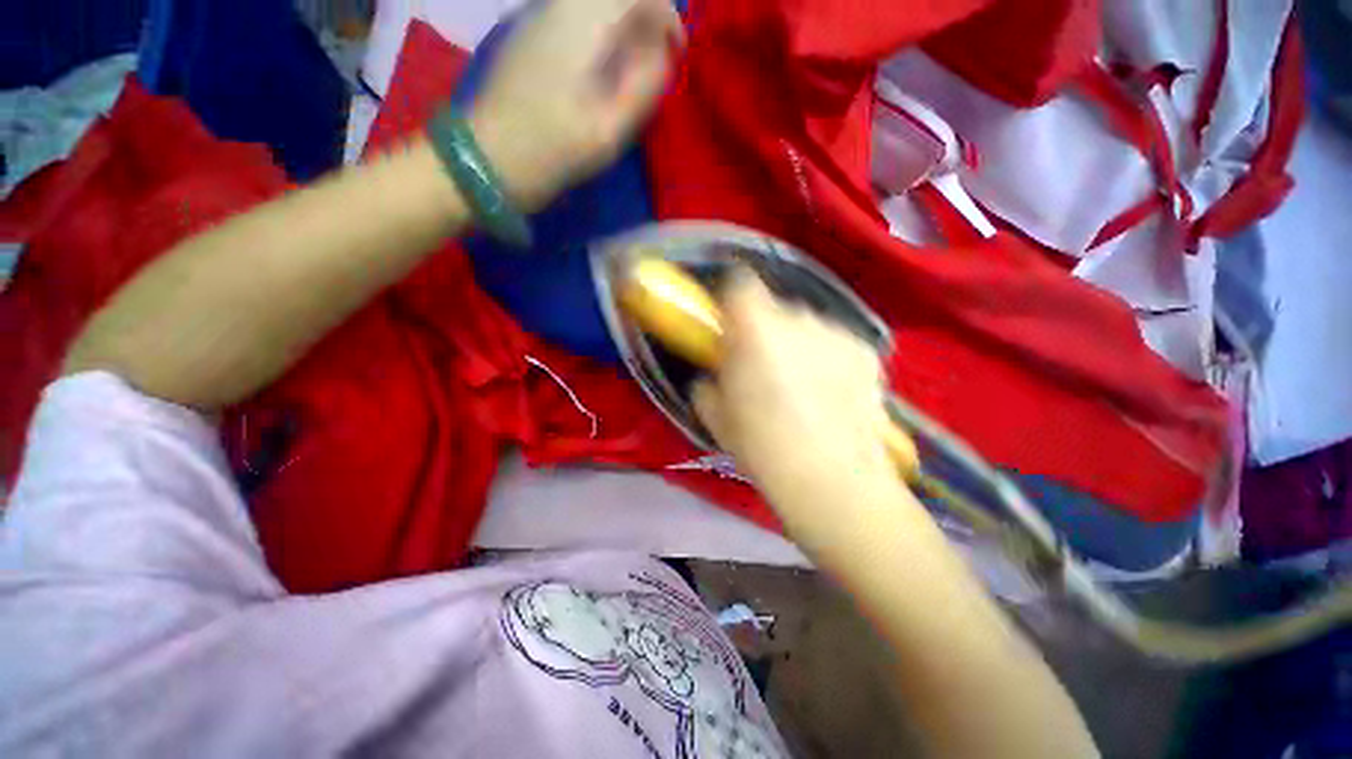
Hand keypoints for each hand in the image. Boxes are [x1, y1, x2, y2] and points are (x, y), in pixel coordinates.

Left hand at [470, 0, 682, 210]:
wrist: (488, 158)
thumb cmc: (553, 151)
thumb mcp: (608, 131)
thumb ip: (642, 87)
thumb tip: (663, 53)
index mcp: (582, 24)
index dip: (668, 17)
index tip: (677, 54)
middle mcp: (559, 6)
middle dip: (647, 17)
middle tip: (657, 60)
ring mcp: (540, 15)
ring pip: (597, 1)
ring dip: (625, 24)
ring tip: (634, 67)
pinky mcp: (530, 32)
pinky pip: (578, 13)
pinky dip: (603, 29)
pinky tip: (603, 65)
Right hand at [693, 273, 895, 503]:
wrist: (831, 479)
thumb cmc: (761, 445)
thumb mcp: (715, 416)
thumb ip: (708, 382)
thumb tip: (715, 374)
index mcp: (754, 328)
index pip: (738, 284)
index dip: (730, 302)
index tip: (728, 328)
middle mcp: (798, 317)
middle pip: (774, 309)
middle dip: (765, 331)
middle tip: (763, 368)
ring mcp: (837, 332)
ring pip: (807, 327)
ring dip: (798, 345)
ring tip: (802, 388)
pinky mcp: (866, 352)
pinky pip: (835, 345)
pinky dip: (828, 360)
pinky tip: (831, 396)